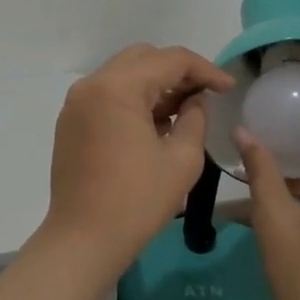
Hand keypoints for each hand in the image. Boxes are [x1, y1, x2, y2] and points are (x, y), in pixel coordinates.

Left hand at [43, 44, 234, 269]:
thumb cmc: (137, 201)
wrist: (83, 240)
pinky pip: (107, 95)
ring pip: (123, 75)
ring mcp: (76, 104)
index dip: (205, 69)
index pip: (169, 60)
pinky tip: (155, 123)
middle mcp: (92, 86)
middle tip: (205, 94)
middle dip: (177, 72)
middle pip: (143, 58)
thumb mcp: (182, 160)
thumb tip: (195, 100)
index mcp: (117, 88)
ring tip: (184, 110)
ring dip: (155, 84)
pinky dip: (133, 99)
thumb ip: (195, 119)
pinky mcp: (71, 123)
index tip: (228, 87)